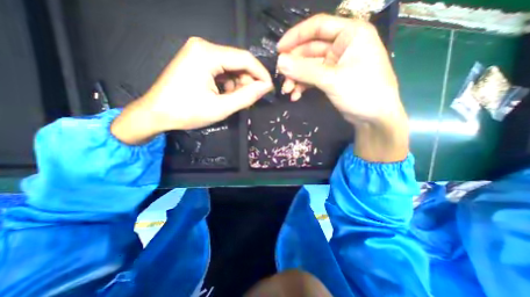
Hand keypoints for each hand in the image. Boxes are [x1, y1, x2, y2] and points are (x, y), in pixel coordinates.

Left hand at [109, 37, 270, 144]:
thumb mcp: (221, 108)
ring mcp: (199, 52)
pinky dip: (228, 83)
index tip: (269, 88)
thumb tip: (266, 87)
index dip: (261, 73)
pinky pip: (222, 70)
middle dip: (248, 81)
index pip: (245, 58)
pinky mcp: (197, 61)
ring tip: (235, 100)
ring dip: (238, 84)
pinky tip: (225, 95)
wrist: (156, 113)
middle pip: (238, 61)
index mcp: (207, 54)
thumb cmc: (187, 112)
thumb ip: (246, 96)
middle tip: (250, 99)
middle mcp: (203, 47)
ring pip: (231, 67)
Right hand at [278, 14, 408, 162]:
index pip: (317, 26)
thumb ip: (305, 71)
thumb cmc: (362, 92)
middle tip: (281, 77)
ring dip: (296, 78)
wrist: (374, 117)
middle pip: (310, 49)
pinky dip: (303, 86)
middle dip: (294, 65)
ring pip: (309, 66)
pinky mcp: (331, 78)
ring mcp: (336, 63)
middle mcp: (342, 45)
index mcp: (350, 34)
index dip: (295, 36)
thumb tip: (280, 62)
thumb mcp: (332, 80)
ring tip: (287, 91)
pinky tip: (295, 95)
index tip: (279, 50)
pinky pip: (312, 78)